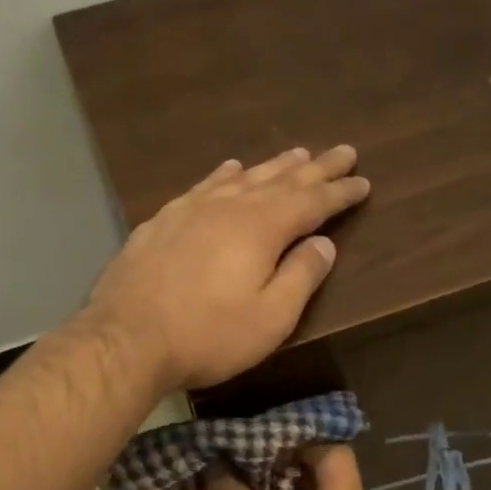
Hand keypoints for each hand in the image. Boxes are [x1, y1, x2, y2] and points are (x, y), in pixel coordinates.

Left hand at [85, 146, 369, 391]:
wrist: (127, 338)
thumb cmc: (208, 335)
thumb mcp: (270, 318)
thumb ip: (301, 277)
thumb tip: (323, 243)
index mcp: (261, 228)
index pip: (311, 201)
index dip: (339, 192)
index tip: (363, 181)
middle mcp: (229, 206)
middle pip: (281, 179)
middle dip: (315, 167)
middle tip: (343, 151)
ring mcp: (191, 209)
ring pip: (242, 177)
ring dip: (273, 166)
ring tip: (297, 153)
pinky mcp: (162, 221)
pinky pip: (204, 186)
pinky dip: (224, 174)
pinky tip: (229, 169)